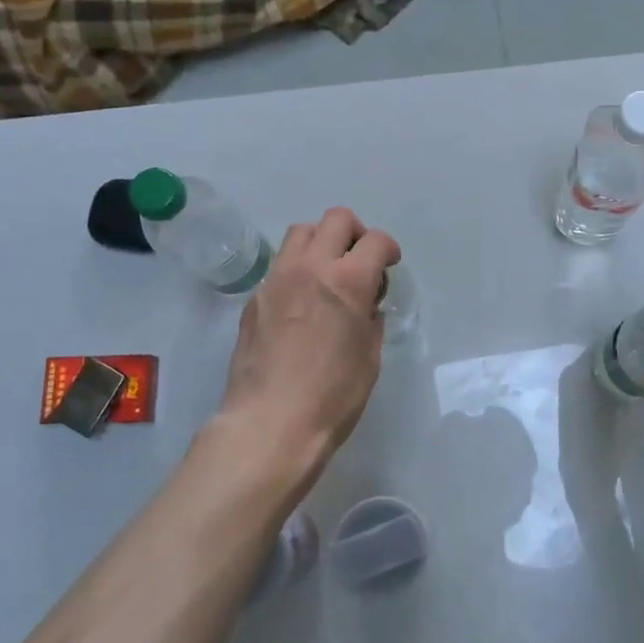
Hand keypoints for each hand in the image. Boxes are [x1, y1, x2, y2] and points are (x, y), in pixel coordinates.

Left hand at [215, 207, 400, 496]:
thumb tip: (363, 306)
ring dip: (320, 244)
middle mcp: (310, 268)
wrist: (270, 423)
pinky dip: (296, 271)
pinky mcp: (254, 299)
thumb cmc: (333, 396)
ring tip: (326, 275)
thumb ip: (369, 319)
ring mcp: (276, 280)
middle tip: (358, 263)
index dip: (388, 249)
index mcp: (348, 281)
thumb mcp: (369, 356)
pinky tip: (300, 304)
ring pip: (300, 233)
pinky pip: (279, 266)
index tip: (388, 265)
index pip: (375, 241)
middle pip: (336, 220)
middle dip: (354, 234)